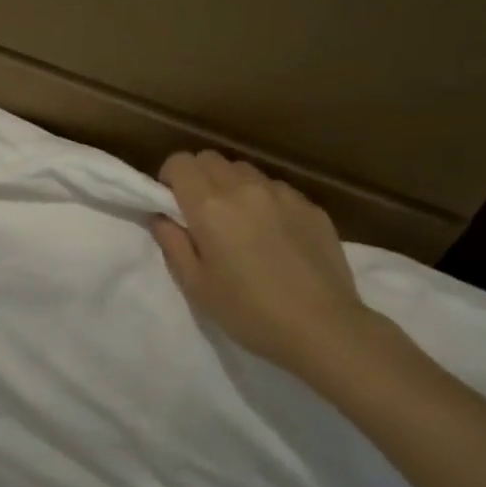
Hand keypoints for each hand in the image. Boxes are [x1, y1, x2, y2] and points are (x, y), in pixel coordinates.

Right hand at [150, 151, 379, 381]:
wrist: (324, 328)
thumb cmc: (249, 311)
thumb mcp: (196, 285)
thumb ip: (172, 243)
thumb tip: (161, 217)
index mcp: (209, 206)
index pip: (180, 162)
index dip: (170, 178)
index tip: (172, 203)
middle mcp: (244, 188)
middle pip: (211, 158)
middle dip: (199, 177)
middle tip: (202, 213)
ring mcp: (282, 194)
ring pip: (245, 171)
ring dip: (232, 186)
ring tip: (240, 223)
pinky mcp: (311, 206)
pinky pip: (277, 189)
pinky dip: (265, 201)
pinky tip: (275, 236)